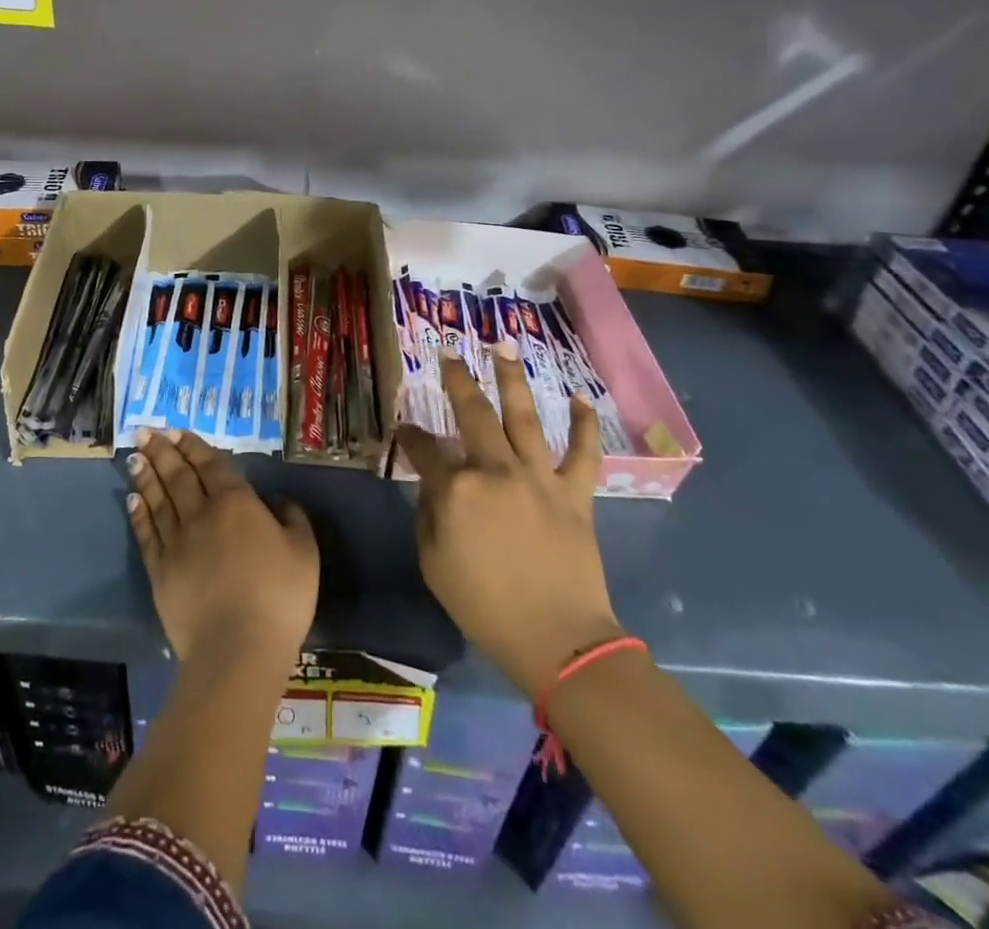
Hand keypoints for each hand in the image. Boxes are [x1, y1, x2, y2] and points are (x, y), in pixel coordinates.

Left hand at [127, 428, 318, 667]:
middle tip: (146, 432)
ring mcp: (177, 542)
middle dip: (163, 451)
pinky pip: (147, 534)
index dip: (194, 446)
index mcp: (236, 503)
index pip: (211, 465)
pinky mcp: (160, 572)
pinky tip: (133, 499)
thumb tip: (279, 501)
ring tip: (135, 456)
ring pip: (158, 499)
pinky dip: (139, 514)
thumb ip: (293, 519)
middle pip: (179, 475)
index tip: (177, 431)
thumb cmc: (279, 598)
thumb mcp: (305, 552)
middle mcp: (201, 514)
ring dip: (146, 475)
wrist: (238, 649)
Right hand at [397, 345, 619, 700]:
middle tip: (448, 354)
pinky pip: (582, 453)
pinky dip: (583, 425)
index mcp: (457, 489)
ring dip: (513, 379)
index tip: (405, 430)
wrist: (557, 641)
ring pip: (525, 416)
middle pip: (473, 414)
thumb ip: (429, 514)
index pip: (425, 450)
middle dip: (457, 380)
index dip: (411, 437)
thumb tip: (435, 485)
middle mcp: (496, 470)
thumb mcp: (433, 563)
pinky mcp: (574, 493)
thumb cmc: (484, 606)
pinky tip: (580, 398)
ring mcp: (538, 477)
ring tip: (504, 346)